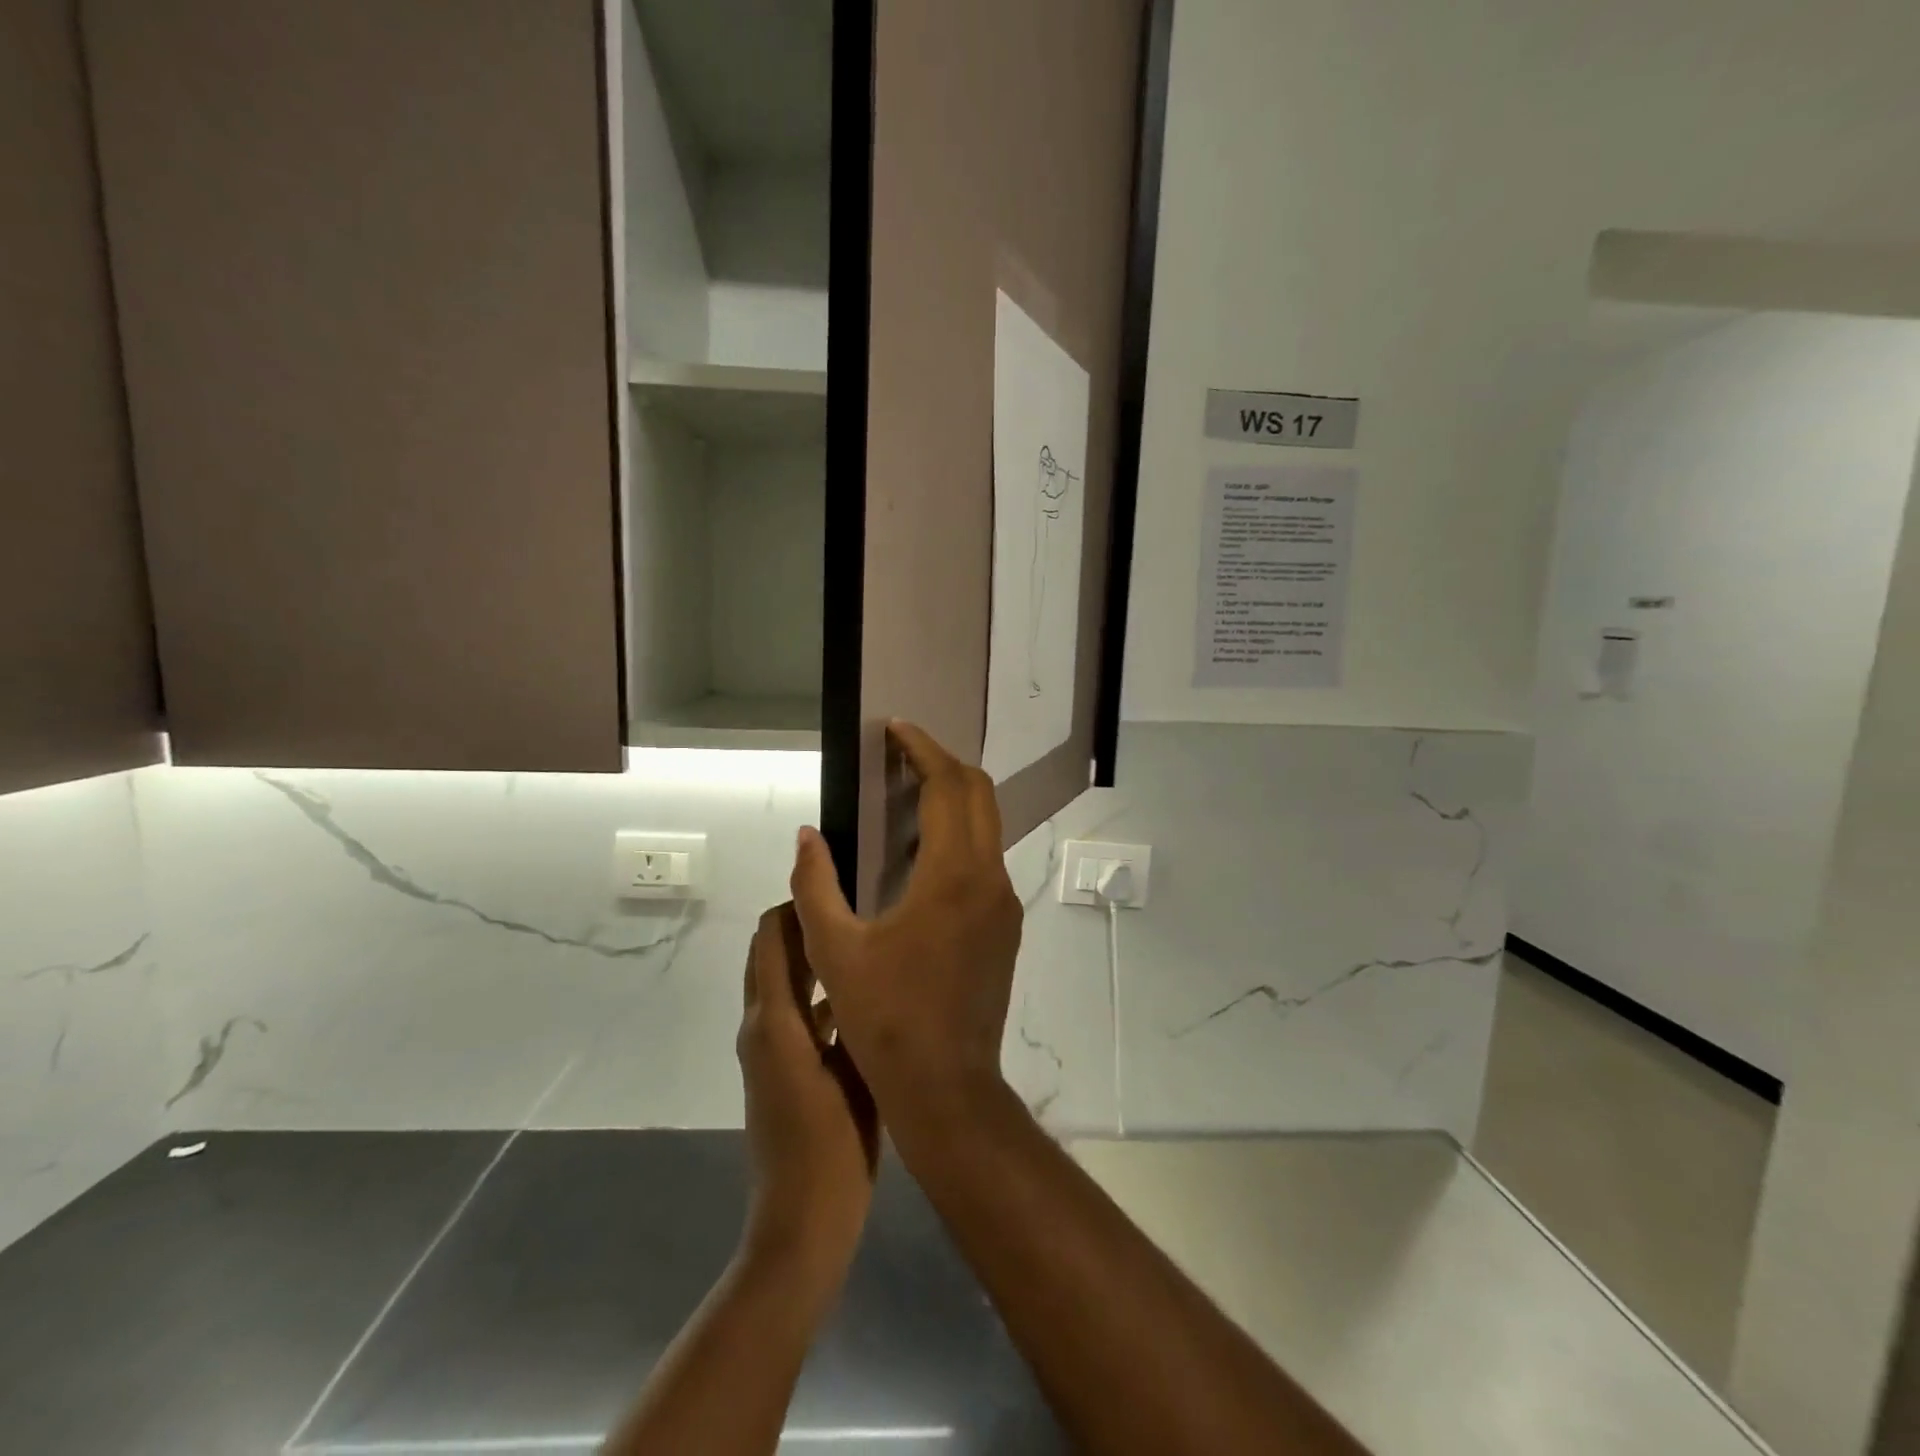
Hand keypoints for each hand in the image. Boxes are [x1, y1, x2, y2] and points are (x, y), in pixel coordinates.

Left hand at [737, 905, 878, 1281]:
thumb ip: (854, 1014)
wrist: (801, 1226)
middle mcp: (761, 1027)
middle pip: (770, 954)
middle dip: (802, 923)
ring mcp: (766, 1052)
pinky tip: (859, 995)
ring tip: (862, 937)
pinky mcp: (777, 1072)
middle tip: (855, 902)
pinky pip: (792, 1014)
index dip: (795, 903)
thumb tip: (862, 961)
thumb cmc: (832, 1148)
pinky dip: (814, 993)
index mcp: (774, 1021)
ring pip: (782, 984)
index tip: (836, 878)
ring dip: (810, 957)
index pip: (772, 938)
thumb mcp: (853, 1072)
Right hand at [789, 722, 1023, 1148]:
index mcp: (953, 875)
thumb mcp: (835, 952)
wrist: (948, 1087)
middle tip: (902, 754)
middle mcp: (990, 878)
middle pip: (978, 794)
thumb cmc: (885, 1020)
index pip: (948, 786)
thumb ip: (815, 885)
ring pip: (987, 826)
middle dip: (943, 764)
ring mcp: (1004, 903)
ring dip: (953, 800)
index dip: (923, 749)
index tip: (896, 729)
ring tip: (907, 795)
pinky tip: (923, 854)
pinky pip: (986, 859)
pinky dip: (959, 836)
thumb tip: (807, 835)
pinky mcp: (1005, 926)